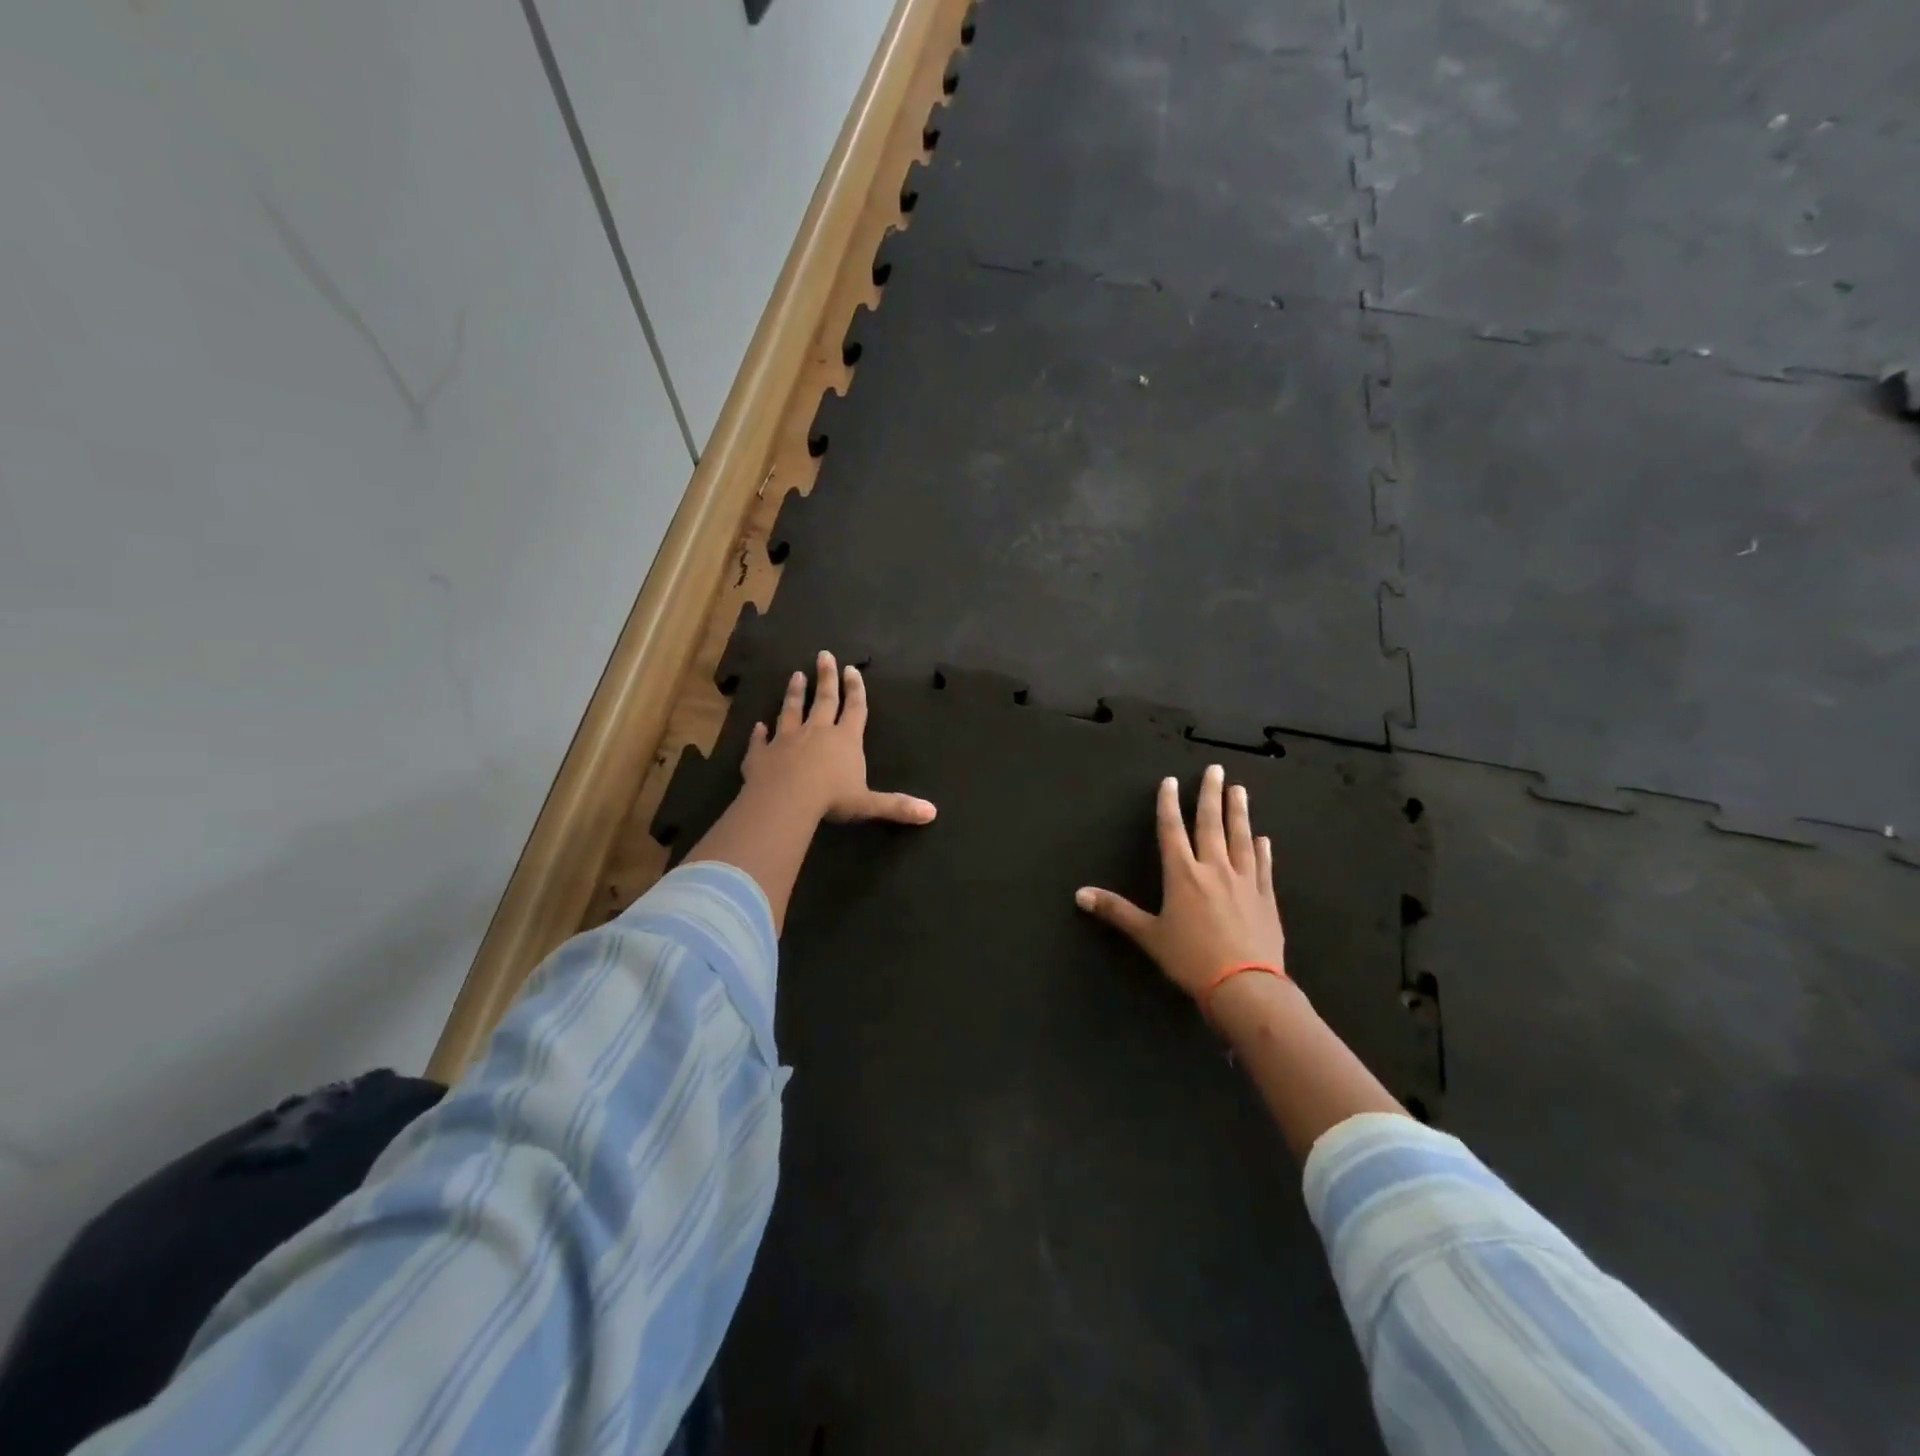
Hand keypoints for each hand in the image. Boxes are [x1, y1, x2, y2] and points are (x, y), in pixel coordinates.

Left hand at [742, 651, 936, 826]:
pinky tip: (757, 725)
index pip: (854, 708)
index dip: (855, 689)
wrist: (785, 800)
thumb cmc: (831, 798)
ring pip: (791, 711)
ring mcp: (786, 740)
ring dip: (794, 694)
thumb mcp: (868, 804)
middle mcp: (816, 732)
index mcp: (845, 739)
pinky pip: (760, 741)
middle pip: (823, 699)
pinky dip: (759, 733)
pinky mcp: (761, 754)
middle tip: (823, 655)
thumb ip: (897, 806)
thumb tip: (932, 813)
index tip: (852, 668)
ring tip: (796, 675)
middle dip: (826, 677)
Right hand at [1075, 765, 1284, 998]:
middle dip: (1210, 795)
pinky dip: (1262, 850)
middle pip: (1211, 824)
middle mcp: (1214, 869)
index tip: (1170, 781)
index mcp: (1182, 875)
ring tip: (1239, 790)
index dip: (1168, 804)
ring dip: (1238, 812)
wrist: (1245, 986)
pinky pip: (1264, 867)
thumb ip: (1116, 911)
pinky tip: (1263, 838)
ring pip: (1240, 838)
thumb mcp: (1148, 935)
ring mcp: (1244, 881)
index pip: (1172, 830)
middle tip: (1215, 770)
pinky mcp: (1266, 898)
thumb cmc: (1191, 959)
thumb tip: (1079, 894)